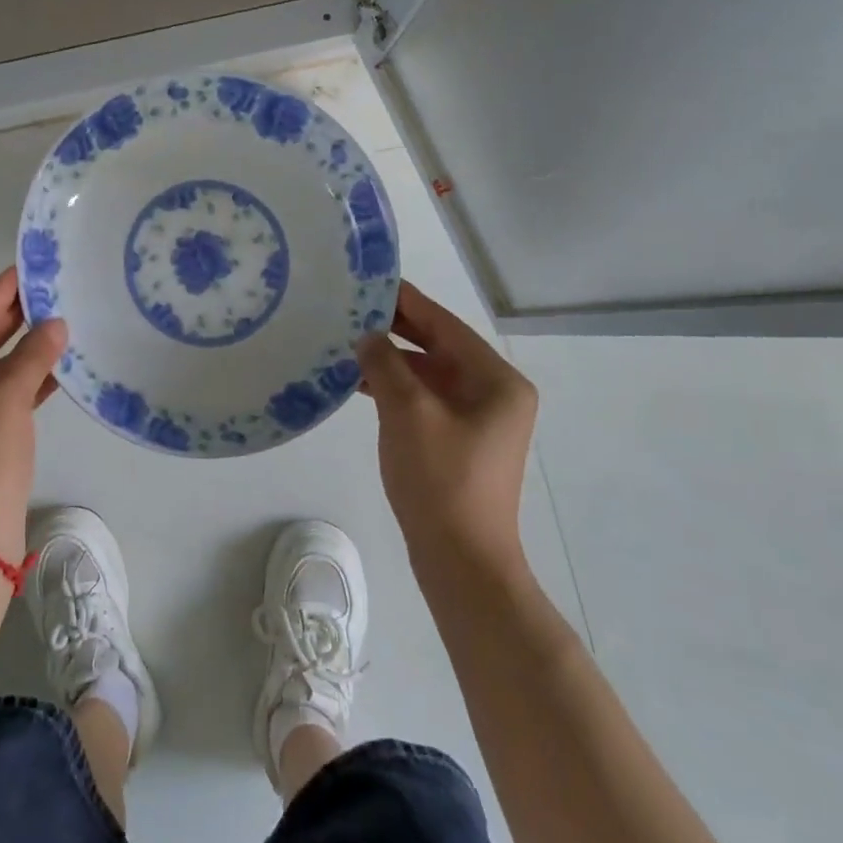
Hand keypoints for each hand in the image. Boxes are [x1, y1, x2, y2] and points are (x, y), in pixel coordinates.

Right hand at [356, 281, 538, 571]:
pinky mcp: (459, 441)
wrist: (461, 561)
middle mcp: (494, 393)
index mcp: (496, 381)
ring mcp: (478, 420)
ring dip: (391, 361)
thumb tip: (368, 336)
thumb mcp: (408, 413)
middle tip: (350, 309)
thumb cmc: (441, 480)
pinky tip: (360, 384)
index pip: (445, 325)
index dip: (407, 302)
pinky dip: (395, 389)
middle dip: (395, 330)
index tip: (370, 281)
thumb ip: (386, 364)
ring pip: (429, 375)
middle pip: (439, 348)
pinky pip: (424, 400)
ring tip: (346, 343)